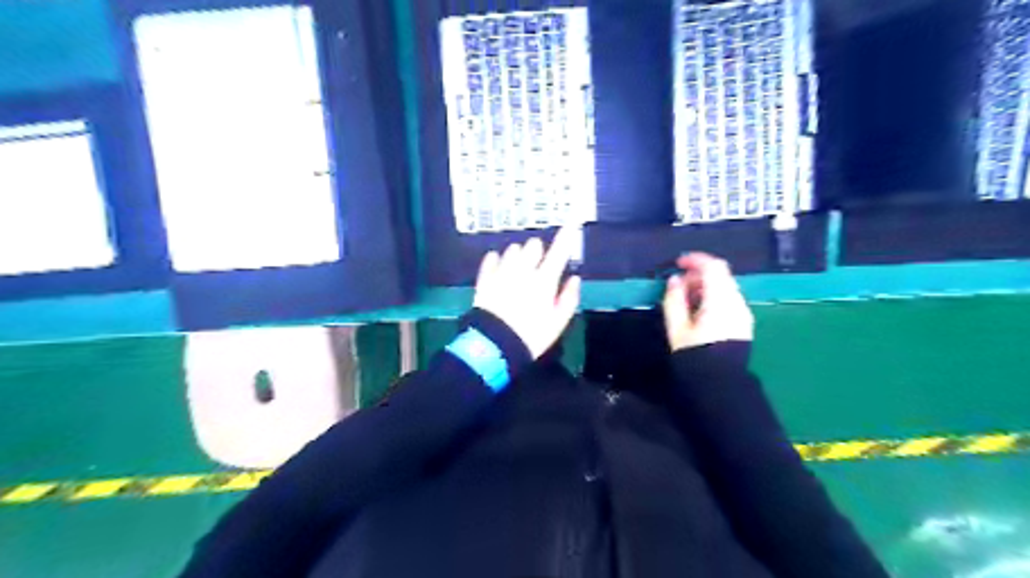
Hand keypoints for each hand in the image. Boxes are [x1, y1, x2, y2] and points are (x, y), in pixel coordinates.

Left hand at [472, 229, 576, 358]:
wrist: (495, 346)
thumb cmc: (531, 336)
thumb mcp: (557, 323)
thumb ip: (568, 298)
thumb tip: (574, 278)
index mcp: (544, 281)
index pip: (559, 251)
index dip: (567, 235)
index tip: (573, 221)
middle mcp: (523, 271)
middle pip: (533, 245)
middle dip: (538, 251)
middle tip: (538, 266)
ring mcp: (502, 273)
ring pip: (512, 250)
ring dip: (518, 255)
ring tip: (518, 270)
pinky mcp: (485, 279)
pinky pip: (491, 259)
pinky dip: (497, 260)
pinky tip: (499, 268)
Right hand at [664, 253, 753, 350]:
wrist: (720, 386)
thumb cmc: (696, 356)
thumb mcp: (677, 329)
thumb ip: (674, 300)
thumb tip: (674, 280)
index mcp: (720, 300)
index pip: (713, 267)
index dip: (695, 260)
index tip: (677, 263)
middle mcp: (736, 302)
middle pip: (721, 275)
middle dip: (698, 274)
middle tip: (677, 285)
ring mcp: (743, 313)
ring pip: (725, 287)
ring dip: (705, 286)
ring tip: (685, 300)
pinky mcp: (743, 324)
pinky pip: (729, 300)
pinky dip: (713, 297)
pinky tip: (699, 311)